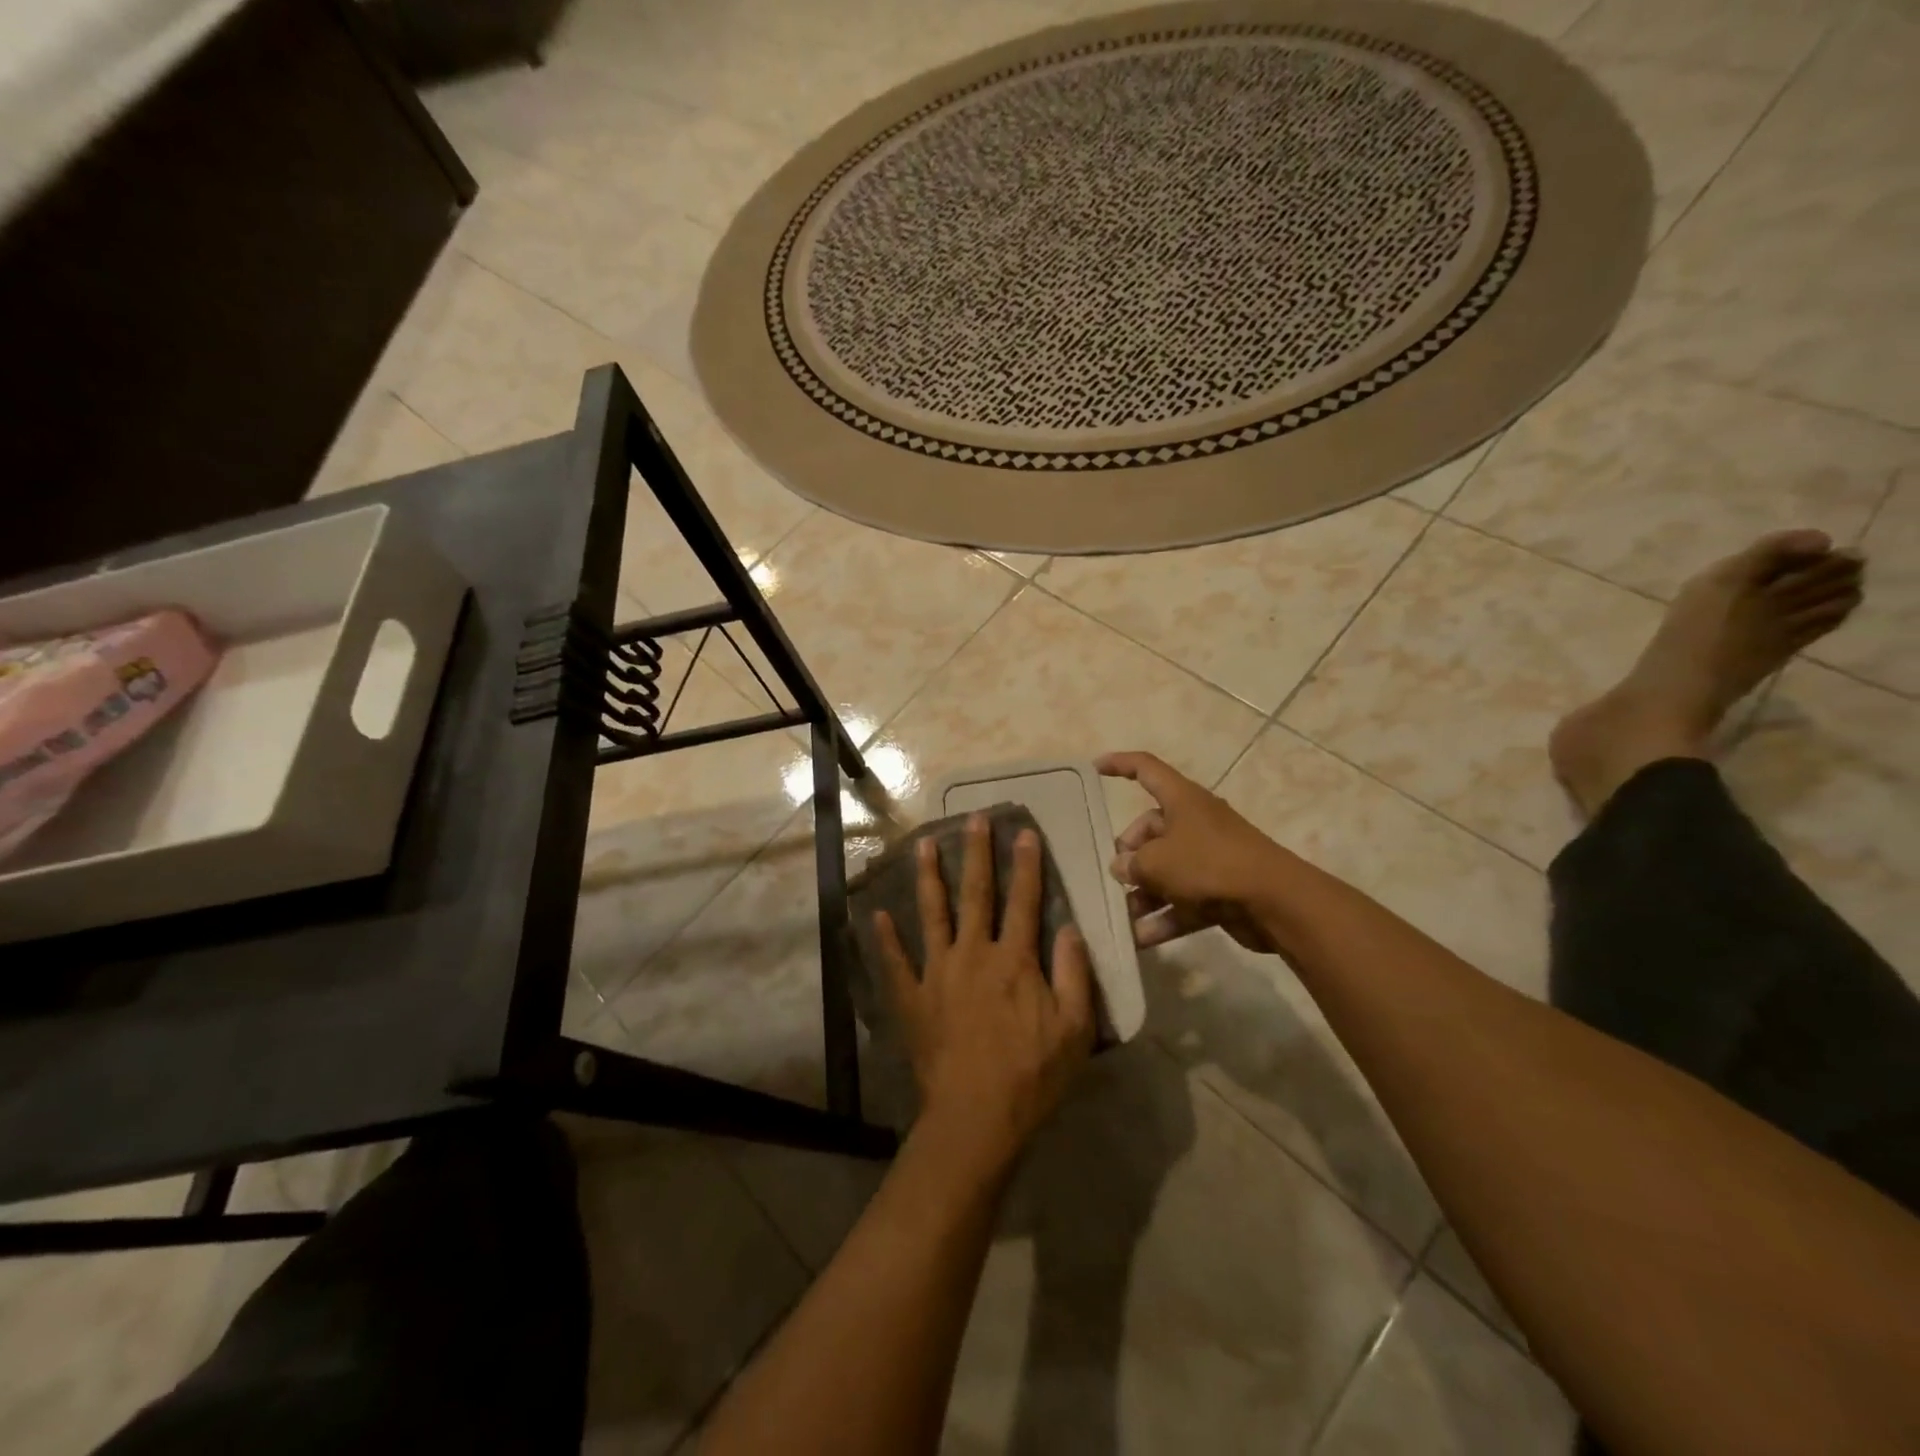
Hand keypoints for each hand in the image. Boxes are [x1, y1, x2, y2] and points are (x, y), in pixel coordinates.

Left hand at [874, 814, 1095, 1176]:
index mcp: (1014, 960)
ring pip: (932, 914)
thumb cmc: (1032, 1076)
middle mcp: (973, 954)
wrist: (976, 1117)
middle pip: (976, 894)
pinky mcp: (912, 998)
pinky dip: (885, 937)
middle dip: (977, 854)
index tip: (1024, 832)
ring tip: (923, 845)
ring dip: (929, 877)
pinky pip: (895, 962)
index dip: (1027, 865)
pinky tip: (877, 913)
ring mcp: (937, 973)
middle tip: (973, 819)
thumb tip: (1070, 929)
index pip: (1024, 901)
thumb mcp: (1074, 1029)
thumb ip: (1075, 975)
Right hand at [1097, 751, 1287, 951]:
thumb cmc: (1209, 864)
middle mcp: (1194, 823)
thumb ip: (1131, 864)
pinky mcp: (1219, 890)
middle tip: (1115, 877)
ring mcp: (1208, 858)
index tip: (1094, 767)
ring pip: (1165, 870)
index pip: (1145, 769)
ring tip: (1120, 916)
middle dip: (1128, 854)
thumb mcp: (1157, 861)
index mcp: (1181, 799)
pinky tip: (1139, 939)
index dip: (1119, 764)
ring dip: (1142, 893)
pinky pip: (1182, 900)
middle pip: (1150, 830)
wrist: (1274, 902)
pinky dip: (1163, 917)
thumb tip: (1122, 867)